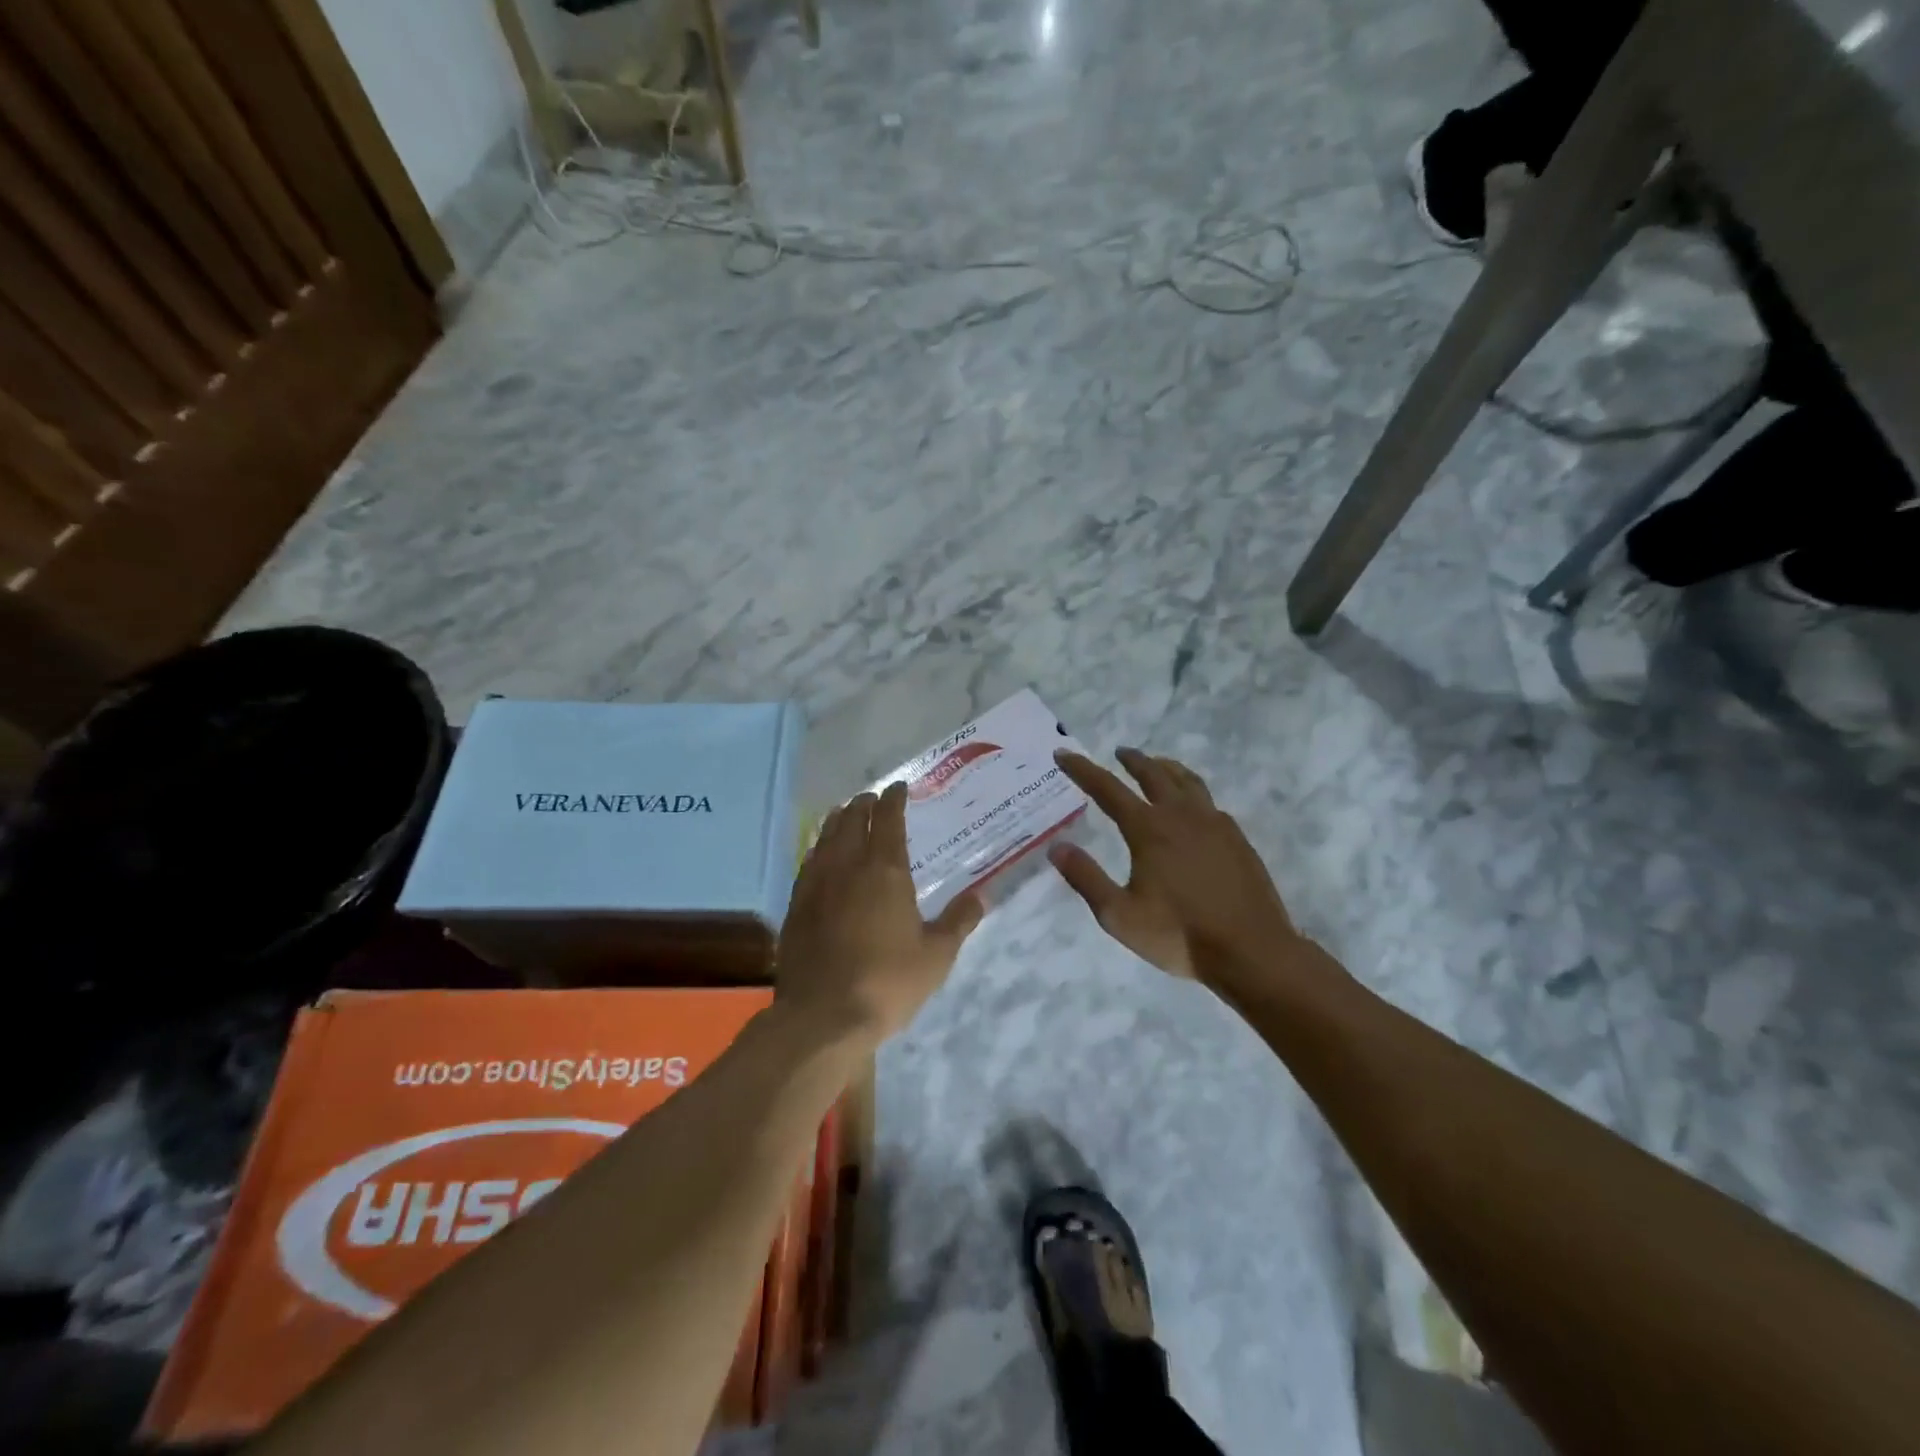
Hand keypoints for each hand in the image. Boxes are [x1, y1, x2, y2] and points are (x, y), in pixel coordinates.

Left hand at [776, 782, 983, 1044]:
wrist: (823, 1016)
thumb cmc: (888, 982)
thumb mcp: (937, 956)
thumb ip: (959, 921)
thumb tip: (981, 896)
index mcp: (885, 871)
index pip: (888, 820)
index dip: (894, 800)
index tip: (898, 788)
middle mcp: (847, 867)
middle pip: (853, 821)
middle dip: (863, 804)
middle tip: (872, 798)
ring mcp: (816, 885)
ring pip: (826, 838)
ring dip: (838, 821)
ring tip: (845, 814)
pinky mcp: (796, 906)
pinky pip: (808, 863)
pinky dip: (818, 848)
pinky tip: (820, 855)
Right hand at [1050, 749, 1303, 988]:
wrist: (1251, 951)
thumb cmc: (1178, 935)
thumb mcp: (1118, 915)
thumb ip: (1086, 877)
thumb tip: (1057, 846)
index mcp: (1149, 829)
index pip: (1107, 789)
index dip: (1082, 769)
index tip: (1064, 754)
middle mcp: (1181, 816)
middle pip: (1153, 774)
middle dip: (1132, 760)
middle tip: (1119, 752)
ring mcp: (1215, 824)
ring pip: (1187, 781)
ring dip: (1166, 768)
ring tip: (1157, 765)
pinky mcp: (1237, 839)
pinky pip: (1209, 802)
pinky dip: (1192, 793)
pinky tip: (1193, 808)